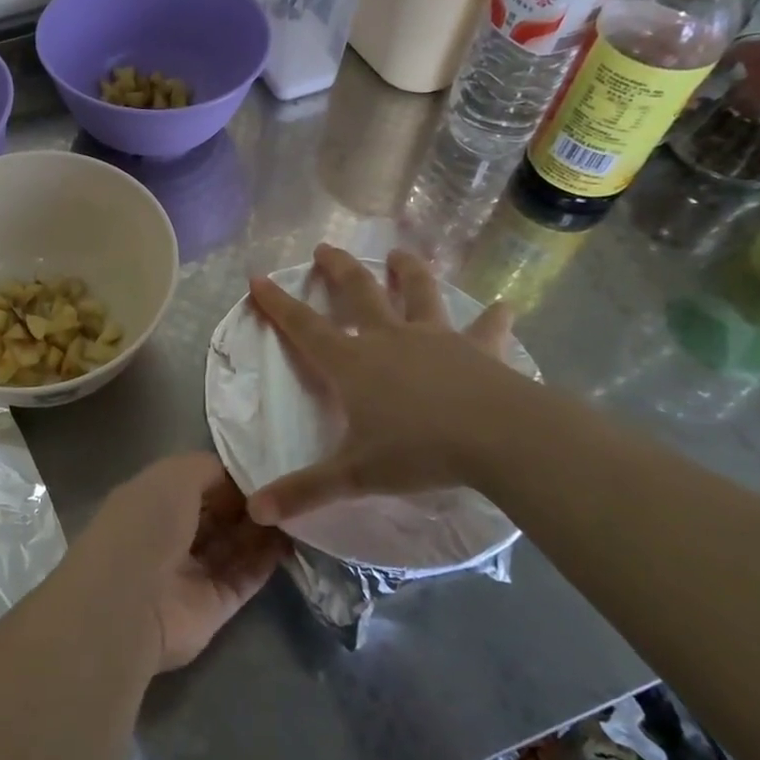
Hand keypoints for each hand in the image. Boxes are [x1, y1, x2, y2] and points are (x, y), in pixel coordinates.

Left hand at [71, 454, 286, 672]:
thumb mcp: (174, 475)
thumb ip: (207, 469)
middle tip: (286, 491)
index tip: (265, 468)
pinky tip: (292, 541)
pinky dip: (266, 561)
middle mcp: (169, 535)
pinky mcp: (213, 606)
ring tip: (296, 512)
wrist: (130, 603)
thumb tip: (237, 478)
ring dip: (261, 530)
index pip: (196, 484)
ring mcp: (191, 572)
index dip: (228, 477)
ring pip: (233, 546)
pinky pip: (245, 578)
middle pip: (217, 515)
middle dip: (248, 503)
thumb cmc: (146, 525)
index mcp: (151, 500)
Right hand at [244, 243, 527, 526]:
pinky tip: (505, 306)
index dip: (278, 304)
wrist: (499, 438)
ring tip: (399, 253)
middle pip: (358, 293)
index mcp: (353, 364)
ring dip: (408, 271)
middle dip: (338, 269)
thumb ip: (305, 491)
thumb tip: (254, 511)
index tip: (258, 278)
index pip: (304, 327)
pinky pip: (487, 328)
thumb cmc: (419, 452)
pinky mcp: (479, 349)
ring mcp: (437, 339)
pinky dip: (494, 318)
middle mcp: (390, 340)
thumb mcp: (355, 475)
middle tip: (325, 248)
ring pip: (418, 294)